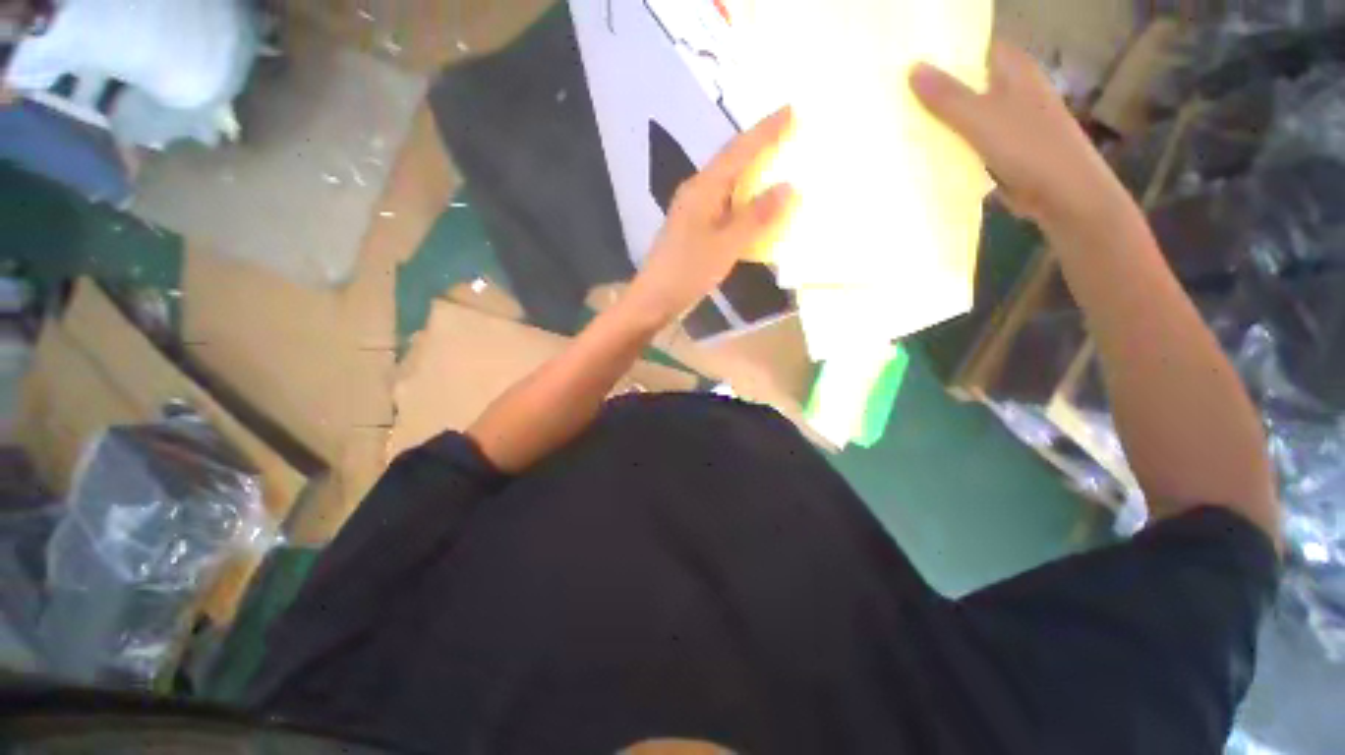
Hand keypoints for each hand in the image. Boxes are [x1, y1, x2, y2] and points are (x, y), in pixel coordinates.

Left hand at [623, 107, 797, 325]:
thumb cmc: (688, 272)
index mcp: (703, 189)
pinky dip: (742, 199)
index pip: (738, 151)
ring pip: (726, 183)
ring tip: (775, 162)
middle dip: (758, 145)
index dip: (765, 131)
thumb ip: (755, 217)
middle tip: (786, 132)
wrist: (654, 299)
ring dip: (750, 172)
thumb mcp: (725, 246)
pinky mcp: (693, 230)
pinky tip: (753, 206)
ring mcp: (692, 212)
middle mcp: (696, 193)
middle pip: (730, 161)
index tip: (791, 109)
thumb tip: (788, 187)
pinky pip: (723, 204)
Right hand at [910, 42, 1128, 233]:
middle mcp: (1011, 89)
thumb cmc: (1029, 147)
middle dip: (934, 88)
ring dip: (938, 119)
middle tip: (894, 96)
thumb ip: (947, 96)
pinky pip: (967, 139)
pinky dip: (948, 143)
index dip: (944, 52)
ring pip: (965, 113)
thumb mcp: (982, 119)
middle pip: (966, 81)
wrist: (1062, 193)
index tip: (907, 61)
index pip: (974, 48)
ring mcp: (1007, 119)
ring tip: (899, 122)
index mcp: (1013, 69)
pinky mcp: (1001, 148)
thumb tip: (911, 68)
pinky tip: (923, 151)